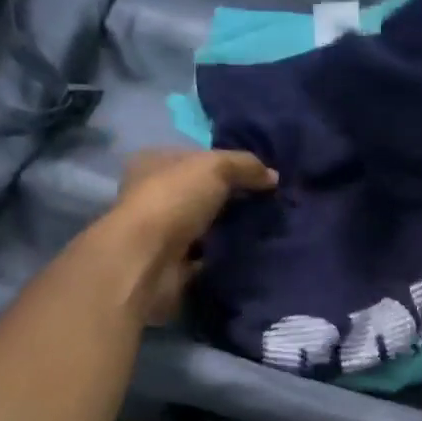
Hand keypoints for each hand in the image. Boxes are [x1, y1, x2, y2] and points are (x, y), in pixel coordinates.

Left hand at [98, 148, 276, 321]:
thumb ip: (246, 165)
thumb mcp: (216, 167)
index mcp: (153, 162)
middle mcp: (153, 194)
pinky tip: (252, 250)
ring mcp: (161, 231)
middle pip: (202, 191)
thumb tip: (273, 176)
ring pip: (206, 224)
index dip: (227, 162)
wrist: (148, 261)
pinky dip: (226, 253)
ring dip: (231, 227)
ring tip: (266, 226)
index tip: (259, 174)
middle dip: (232, 197)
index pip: (196, 157)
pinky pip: (208, 254)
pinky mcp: (172, 263)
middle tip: (268, 201)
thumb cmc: (174, 200)